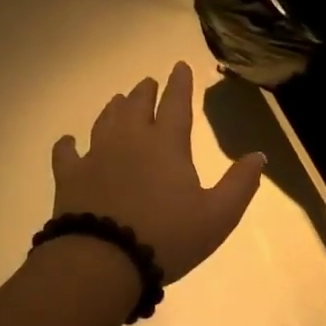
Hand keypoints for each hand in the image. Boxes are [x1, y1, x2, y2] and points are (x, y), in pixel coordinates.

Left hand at [51, 61, 264, 282]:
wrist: (103, 259)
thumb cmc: (167, 237)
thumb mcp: (218, 216)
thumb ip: (240, 184)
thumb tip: (258, 155)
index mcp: (166, 144)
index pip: (176, 103)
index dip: (180, 83)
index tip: (180, 66)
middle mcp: (130, 140)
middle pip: (137, 105)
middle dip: (145, 91)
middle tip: (148, 83)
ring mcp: (96, 155)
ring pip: (105, 120)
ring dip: (115, 108)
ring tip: (119, 100)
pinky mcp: (70, 176)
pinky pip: (67, 152)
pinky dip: (69, 144)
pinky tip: (69, 141)